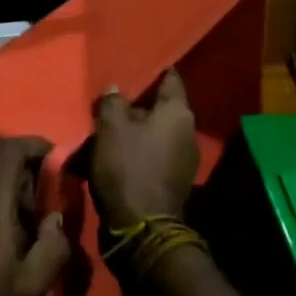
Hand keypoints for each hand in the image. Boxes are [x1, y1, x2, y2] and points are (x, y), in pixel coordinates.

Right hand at [90, 69, 200, 230]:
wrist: (141, 228)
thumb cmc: (127, 167)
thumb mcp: (110, 127)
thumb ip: (112, 102)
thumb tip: (116, 90)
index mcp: (178, 113)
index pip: (170, 79)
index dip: (154, 71)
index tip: (136, 66)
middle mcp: (188, 132)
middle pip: (159, 109)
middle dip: (136, 107)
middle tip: (111, 105)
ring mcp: (184, 160)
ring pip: (154, 134)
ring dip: (134, 133)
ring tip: (107, 134)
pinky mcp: (173, 182)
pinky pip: (152, 157)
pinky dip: (136, 154)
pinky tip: (115, 158)